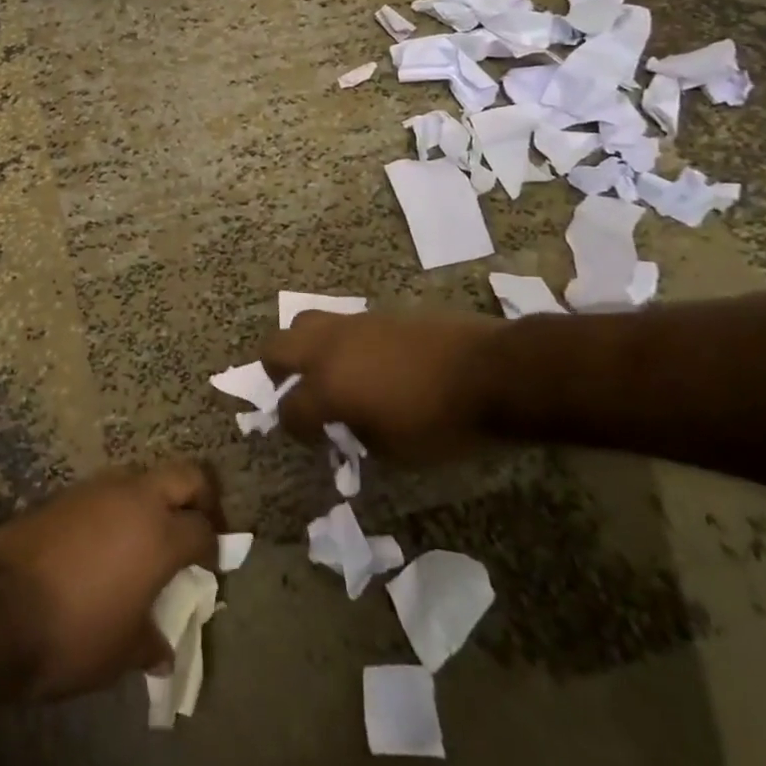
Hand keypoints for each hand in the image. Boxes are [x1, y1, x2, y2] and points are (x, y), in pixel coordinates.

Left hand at [0, 462, 222, 699]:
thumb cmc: (73, 634)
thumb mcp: (120, 654)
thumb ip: (149, 643)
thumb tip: (162, 650)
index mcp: (160, 535)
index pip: (203, 529)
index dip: (214, 548)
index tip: (211, 567)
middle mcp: (136, 498)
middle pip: (186, 475)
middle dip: (202, 498)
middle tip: (200, 527)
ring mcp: (99, 488)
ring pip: (144, 476)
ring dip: (156, 499)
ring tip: (150, 537)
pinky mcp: (68, 492)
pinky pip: (109, 490)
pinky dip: (121, 508)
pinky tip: (109, 542)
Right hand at [263, 309, 502, 464]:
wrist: (489, 371)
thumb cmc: (442, 423)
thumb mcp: (395, 451)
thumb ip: (358, 437)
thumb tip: (346, 427)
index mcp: (328, 387)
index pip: (290, 409)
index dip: (296, 430)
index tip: (313, 440)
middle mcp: (329, 349)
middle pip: (275, 347)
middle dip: (276, 372)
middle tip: (297, 392)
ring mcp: (352, 325)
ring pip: (305, 323)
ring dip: (306, 348)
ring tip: (330, 372)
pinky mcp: (377, 314)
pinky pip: (342, 324)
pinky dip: (341, 343)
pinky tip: (368, 363)